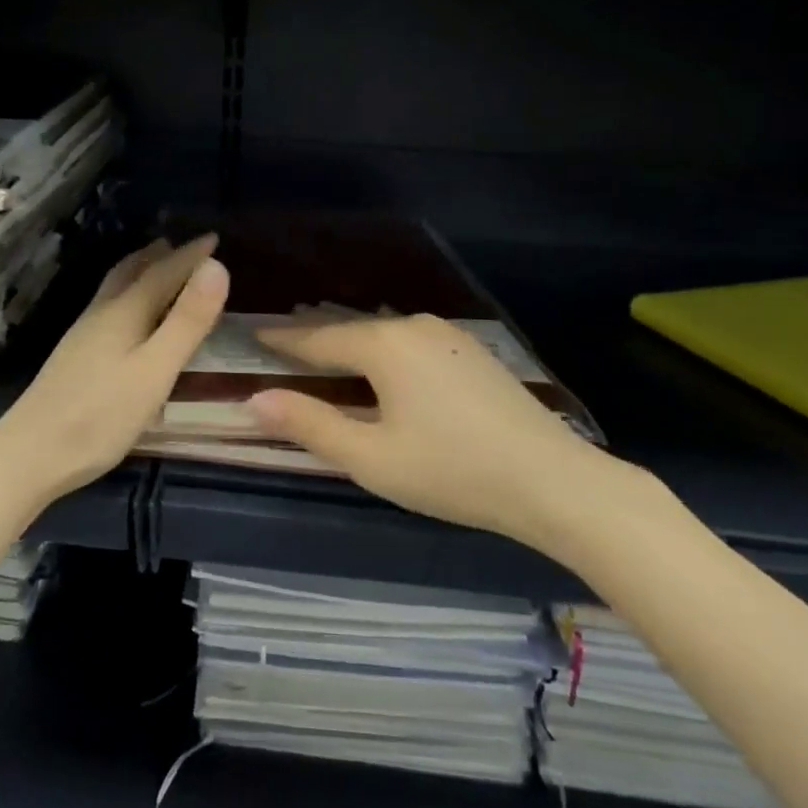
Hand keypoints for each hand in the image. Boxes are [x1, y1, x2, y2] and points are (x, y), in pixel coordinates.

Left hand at [0, 235, 227, 511]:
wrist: (30, 454)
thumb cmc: (101, 416)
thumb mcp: (155, 370)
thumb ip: (187, 321)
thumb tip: (217, 266)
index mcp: (124, 312)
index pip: (163, 271)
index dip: (191, 255)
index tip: (214, 238)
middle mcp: (101, 314)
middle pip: (131, 272)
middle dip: (160, 256)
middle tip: (184, 246)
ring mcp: (83, 335)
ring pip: (115, 289)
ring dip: (140, 272)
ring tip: (157, 269)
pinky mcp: (75, 357)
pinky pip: (109, 308)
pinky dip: (129, 295)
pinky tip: (129, 318)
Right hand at [248, 314, 659, 567]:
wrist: (553, 480)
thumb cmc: (452, 471)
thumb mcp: (371, 458)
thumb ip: (311, 425)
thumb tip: (255, 400)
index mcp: (384, 345)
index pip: (318, 339)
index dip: (284, 341)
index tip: (256, 336)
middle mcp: (413, 327)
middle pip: (351, 329)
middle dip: (316, 337)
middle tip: (283, 342)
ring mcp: (448, 335)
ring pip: (383, 332)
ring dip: (351, 342)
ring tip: (326, 349)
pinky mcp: (472, 351)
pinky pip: (410, 341)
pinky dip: (383, 349)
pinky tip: (383, 364)